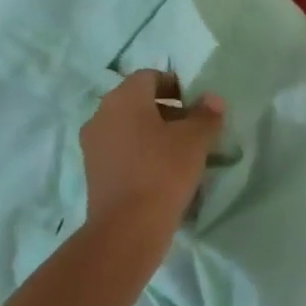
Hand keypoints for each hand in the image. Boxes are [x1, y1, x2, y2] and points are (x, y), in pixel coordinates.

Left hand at [80, 71, 224, 238]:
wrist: (127, 228)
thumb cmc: (163, 172)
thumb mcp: (195, 141)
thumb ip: (206, 115)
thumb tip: (212, 99)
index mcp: (124, 97)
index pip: (150, 76)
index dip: (176, 87)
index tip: (196, 106)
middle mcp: (102, 114)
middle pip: (137, 102)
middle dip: (165, 111)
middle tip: (192, 130)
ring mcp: (93, 144)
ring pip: (128, 128)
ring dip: (152, 134)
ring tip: (179, 154)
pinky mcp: (93, 171)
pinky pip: (120, 151)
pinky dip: (139, 154)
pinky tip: (160, 173)